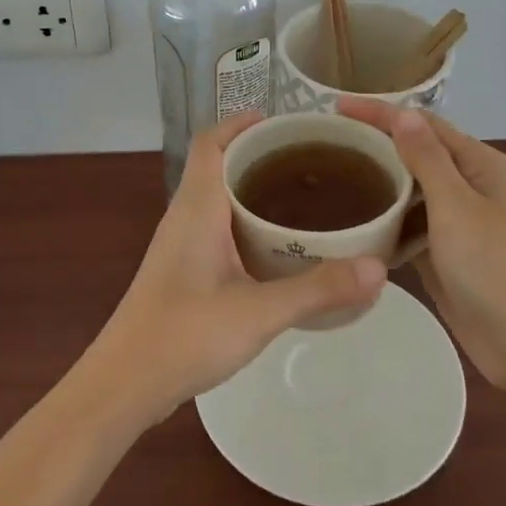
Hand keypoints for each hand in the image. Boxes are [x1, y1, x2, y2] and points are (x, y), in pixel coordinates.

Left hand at [84, 112, 387, 425]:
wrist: (126, 382)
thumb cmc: (185, 334)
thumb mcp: (259, 311)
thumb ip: (318, 289)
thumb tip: (379, 269)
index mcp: (197, 207)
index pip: (211, 142)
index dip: (241, 123)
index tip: (284, 123)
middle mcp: (184, 216)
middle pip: (216, 165)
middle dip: (257, 155)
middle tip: (309, 161)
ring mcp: (179, 245)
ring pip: (216, 199)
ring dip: (250, 190)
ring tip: (301, 198)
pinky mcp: (182, 271)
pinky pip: (215, 228)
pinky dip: (244, 223)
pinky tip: (275, 249)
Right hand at [339, 100, 505, 394]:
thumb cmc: (497, 267)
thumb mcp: (457, 205)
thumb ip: (427, 159)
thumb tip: (403, 115)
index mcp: (481, 165)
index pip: (424, 125)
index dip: (380, 113)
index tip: (335, 106)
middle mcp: (472, 188)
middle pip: (418, 156)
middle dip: (376, 147)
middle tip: (327, 145)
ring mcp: (461, 225)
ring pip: (412, 194)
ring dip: (380, 186)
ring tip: (332, 180)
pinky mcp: (449, 258)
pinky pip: (412, 229)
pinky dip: (387, 224)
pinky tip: (355, 226)